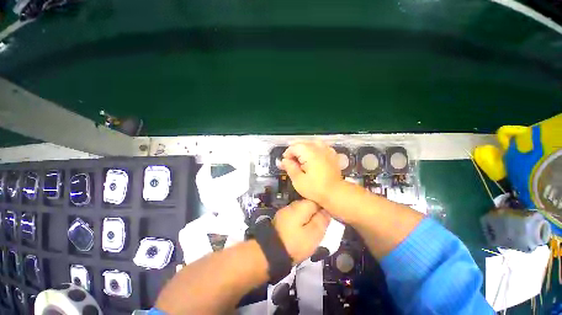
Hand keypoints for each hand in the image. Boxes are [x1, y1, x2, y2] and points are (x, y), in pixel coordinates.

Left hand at [273, 200, 329, 263]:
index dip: (324, 209)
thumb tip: (327, 210)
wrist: (270, 252)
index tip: (328, 219)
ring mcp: (286, 211)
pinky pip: (295, 216)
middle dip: (316, 214)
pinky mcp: (281, 218)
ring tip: (311, 231)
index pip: (317, 201)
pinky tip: (301, 231)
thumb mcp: (313, 234)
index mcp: (302, 206)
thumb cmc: (295, 243)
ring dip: (308, 218)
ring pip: (302, 211)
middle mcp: (293, 204)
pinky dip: (300, 222)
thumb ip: (322, 220)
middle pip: (309, 205)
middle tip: (320, 228)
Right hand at [281, 141, 343, 205]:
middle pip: (302, 144)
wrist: (336, 193)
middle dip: (294, 152)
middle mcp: (318, 148)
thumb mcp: (298, 180)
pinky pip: (321, 147)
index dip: (287, 154)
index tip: (285, 164)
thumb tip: (284, 160)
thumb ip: (290, 168)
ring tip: (301, 159)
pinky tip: (313, 157)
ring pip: (311, 143)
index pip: (294, 147)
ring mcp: (327, 150)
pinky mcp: (332, 154)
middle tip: (291, 163)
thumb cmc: (316, 189)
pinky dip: (314, 150)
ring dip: (304, 149)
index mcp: (309, 153)